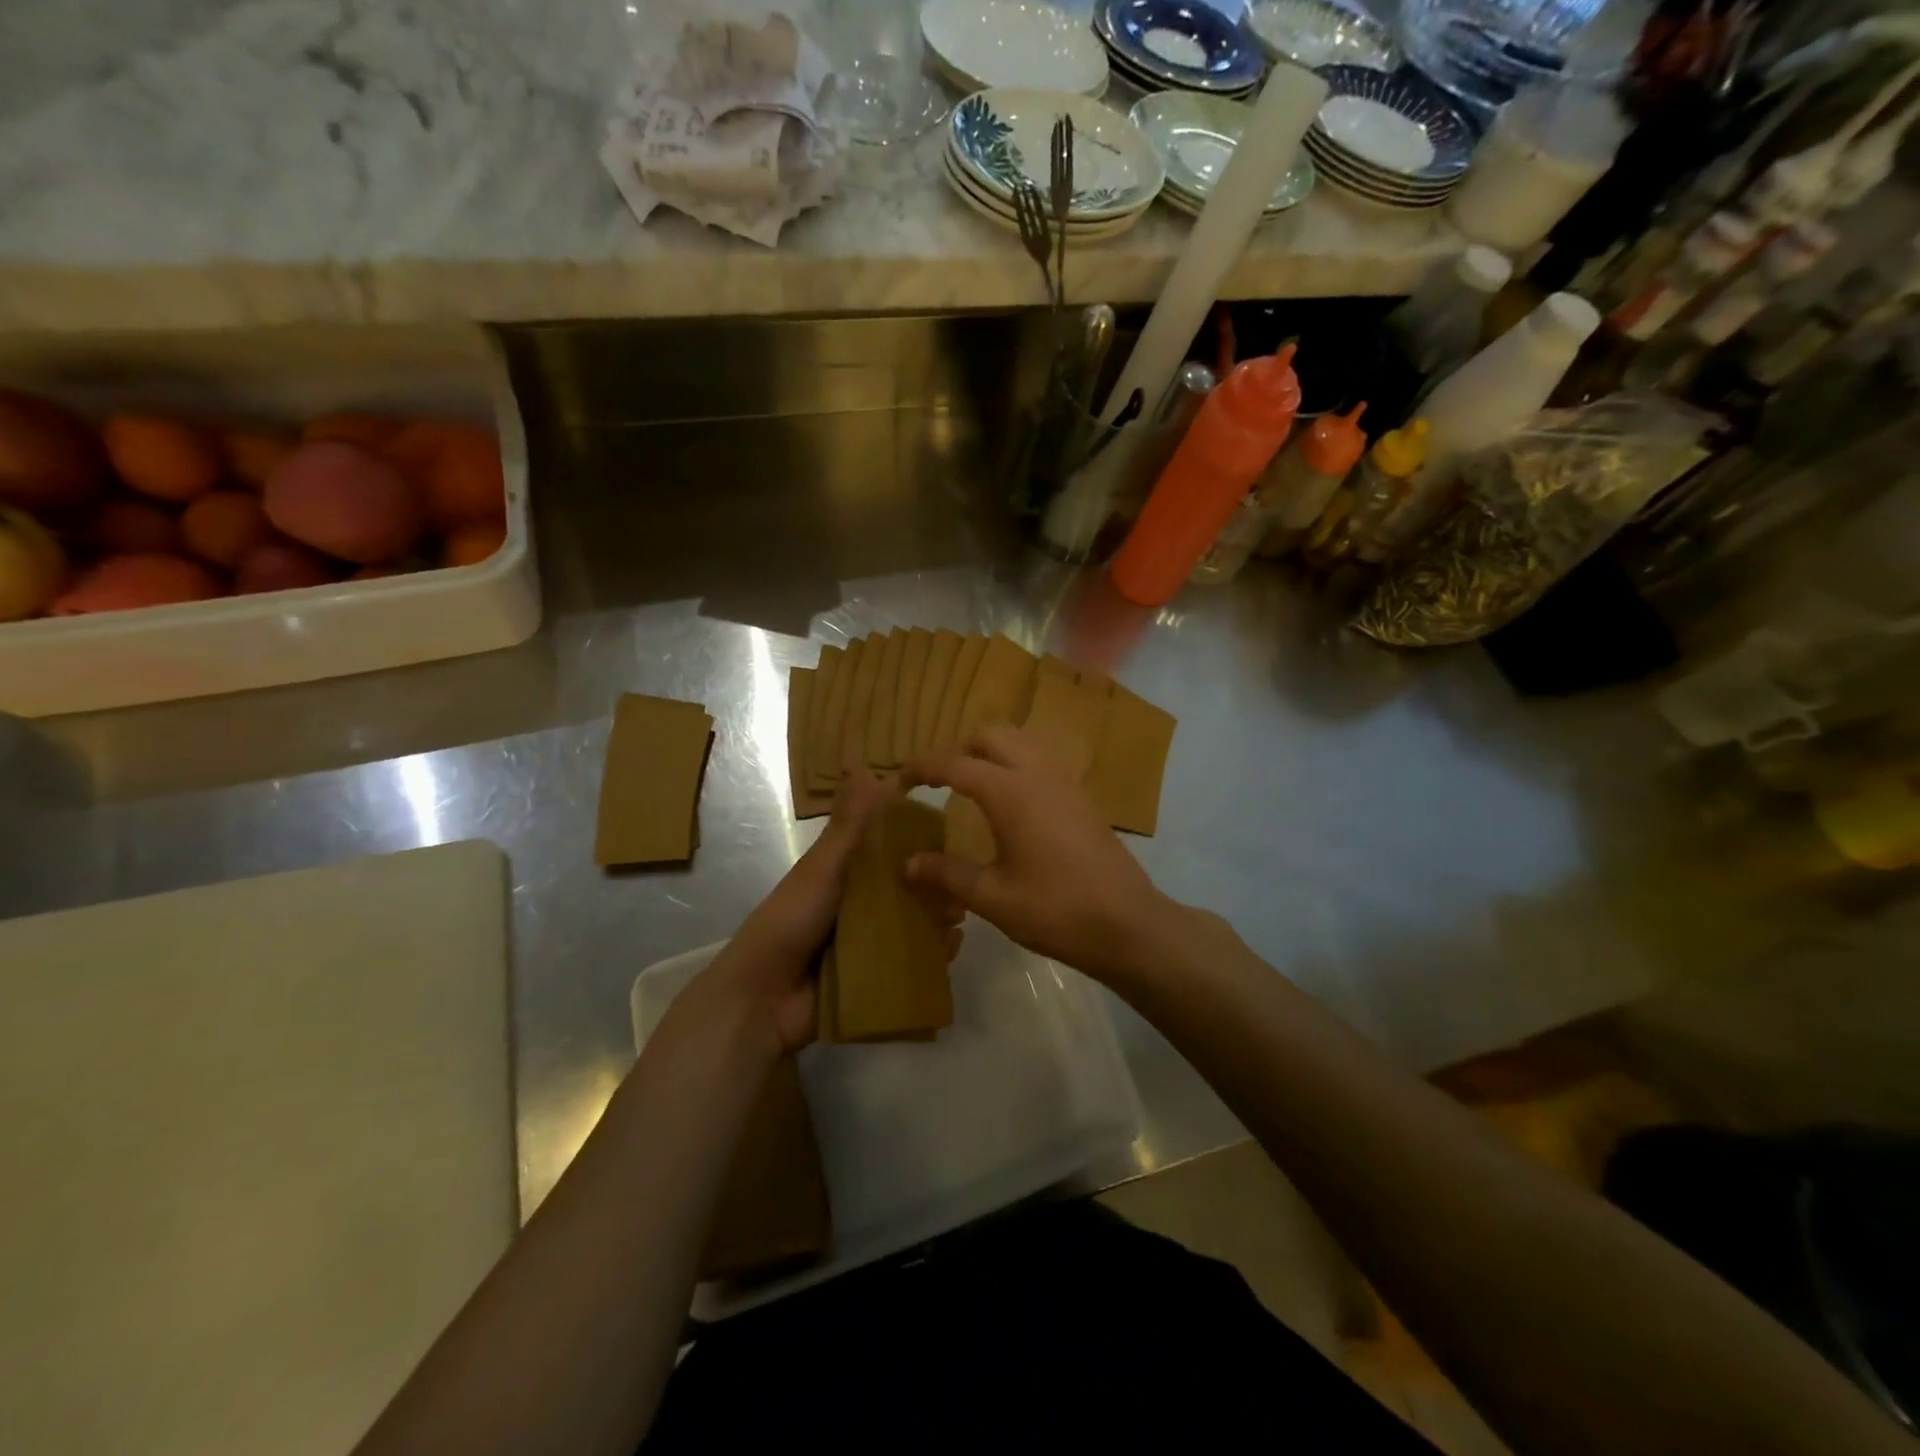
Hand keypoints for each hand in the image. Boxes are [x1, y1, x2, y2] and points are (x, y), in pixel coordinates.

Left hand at [699, 769, 964, 1055]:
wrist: (764, 999)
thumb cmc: (791, 921)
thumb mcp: (823, 867)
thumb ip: (849, 826)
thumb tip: (862, 764)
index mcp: (846, 874)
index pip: (889, 849)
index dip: (918, 839)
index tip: (952, 829)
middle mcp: (862, 905)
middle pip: (908, 888)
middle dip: (936, 883)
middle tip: (964, 880)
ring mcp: (871, 943)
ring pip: (915, 924)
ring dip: (939, 918)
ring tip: (962, 913)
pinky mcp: (879, 977)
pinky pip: (914, 962)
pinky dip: (934, 956)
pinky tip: (953, 947)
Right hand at [904, 724, 1175, 983]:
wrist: (1129, 925)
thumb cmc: (1057, 910)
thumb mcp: (994, 897)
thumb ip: (948, 874)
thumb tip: (908, 863)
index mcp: (1011, 792)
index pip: (954, 764)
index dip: (920, 769)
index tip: (897, 784)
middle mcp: (1038, 774)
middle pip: (991, 736)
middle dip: (958, 750)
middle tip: (938, 784)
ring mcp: (1066, 783)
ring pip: (1021, 743)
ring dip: (990, 754)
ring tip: (971, 790)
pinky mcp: (1082, 799)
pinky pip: (1041, 763)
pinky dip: (1016, 767)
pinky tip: (1011, 807)